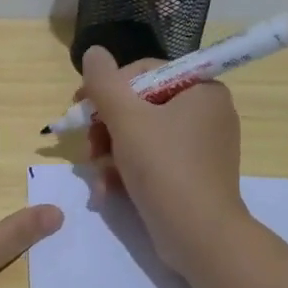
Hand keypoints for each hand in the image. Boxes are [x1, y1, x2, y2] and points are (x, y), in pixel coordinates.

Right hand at [80, 46, 245, 274]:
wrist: (199, 236)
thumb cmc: (164, 167)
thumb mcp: (126, 119)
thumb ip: (104, 82)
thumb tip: (93, 51)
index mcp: (201, 90)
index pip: (145, 73)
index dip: (108, 88)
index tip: (81, 108)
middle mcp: (206, 113)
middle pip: (140, 105)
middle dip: (106, 127)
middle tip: (87, 146)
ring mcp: (201, 147)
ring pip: (141, 135)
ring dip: (110, 152)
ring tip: (96, 173)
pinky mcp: (192, 176)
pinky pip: (152, 160)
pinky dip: (127, 171)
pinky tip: (107, 190)